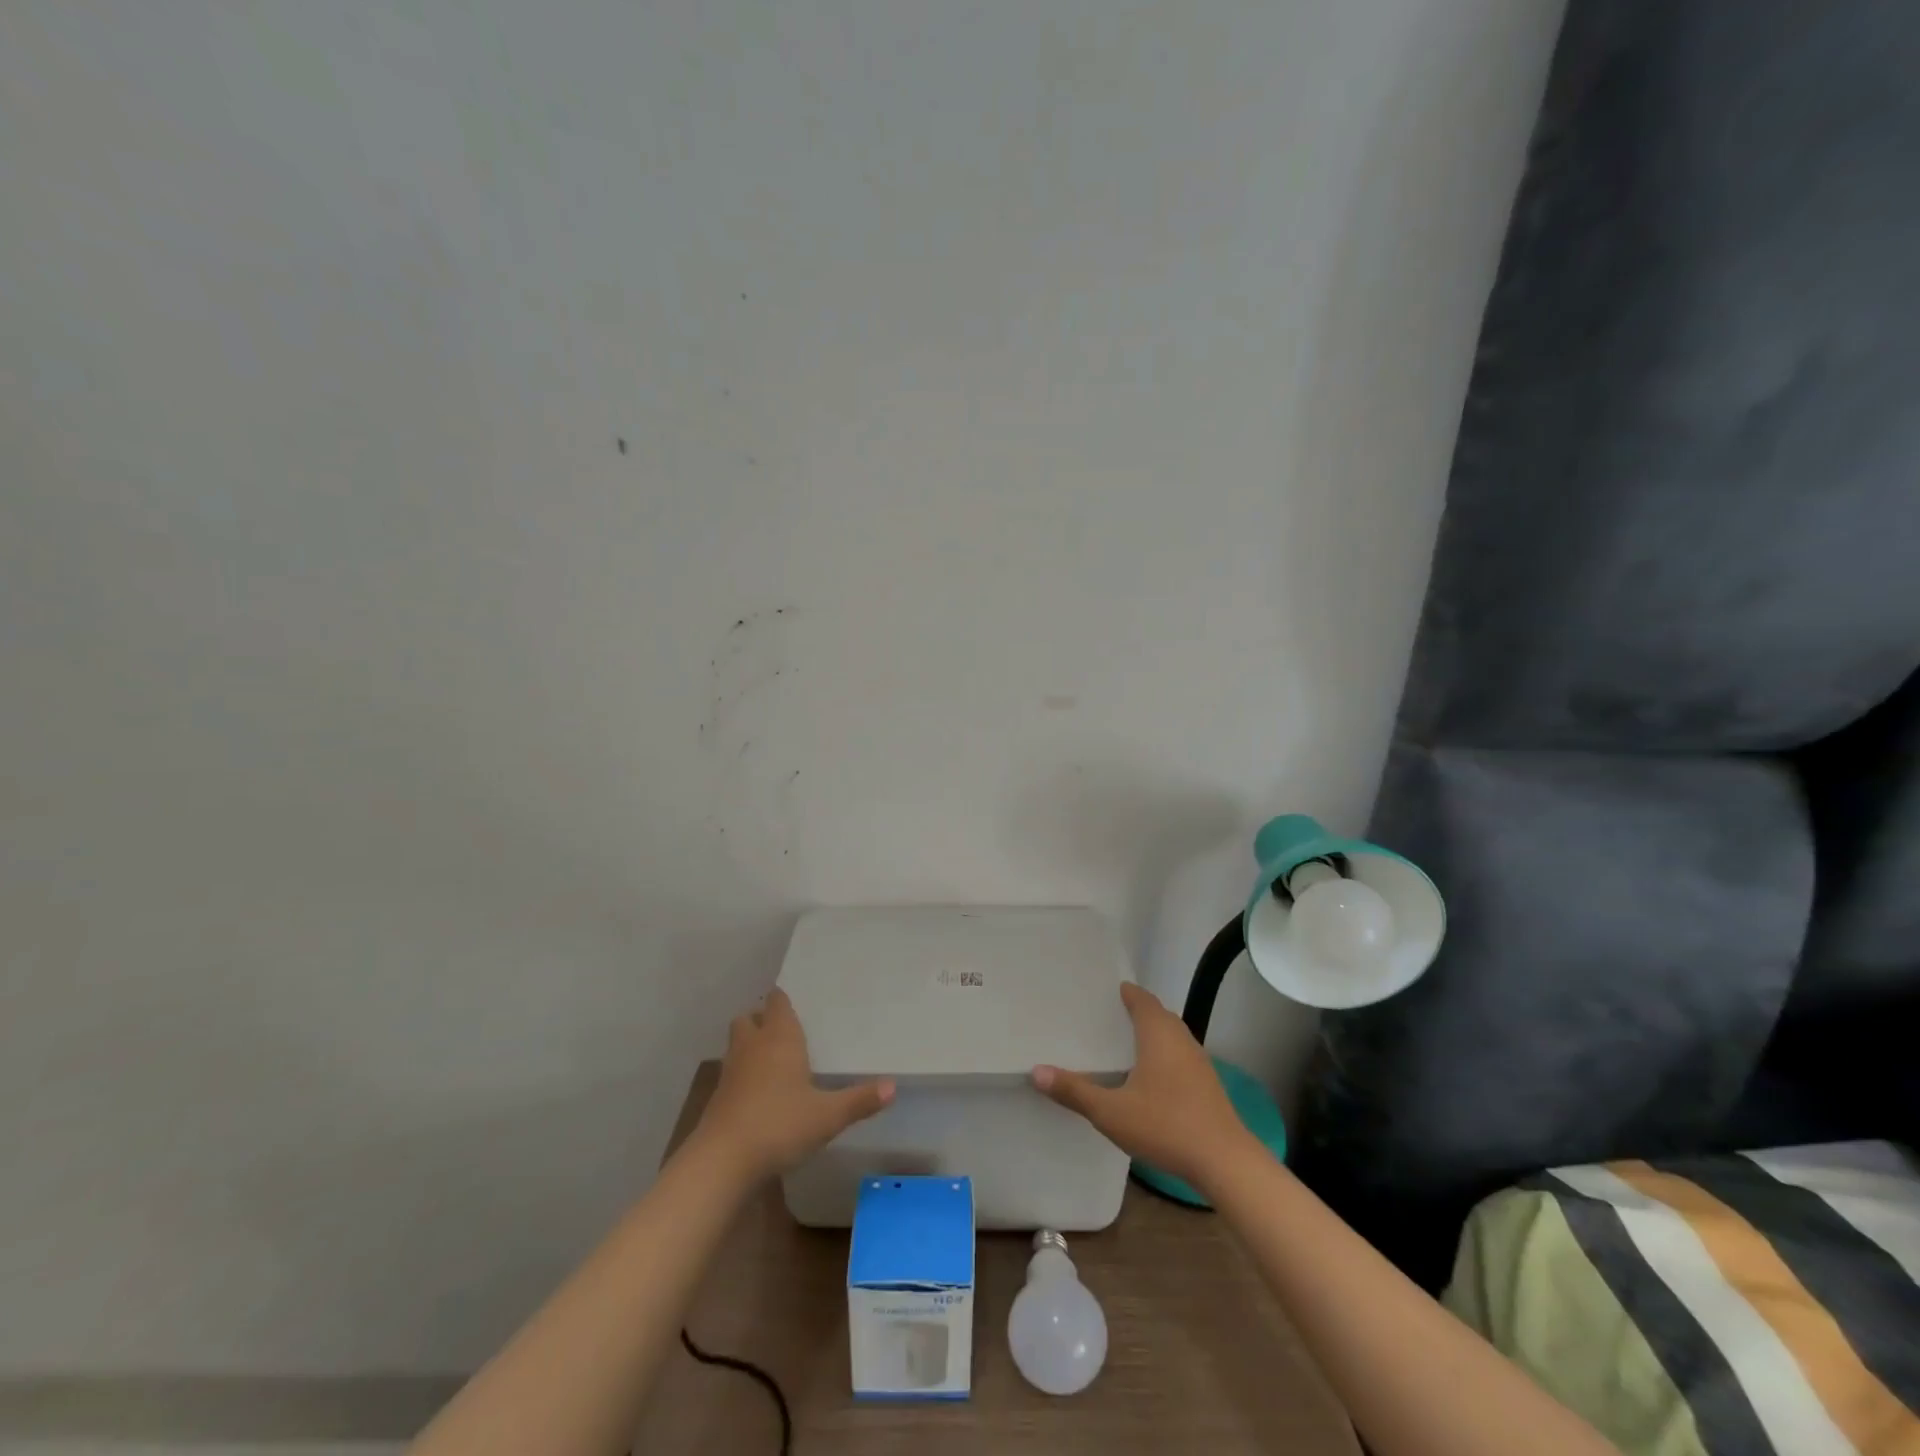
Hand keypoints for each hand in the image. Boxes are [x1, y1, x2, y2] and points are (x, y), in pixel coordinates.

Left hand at [692, 989, 894, 1180]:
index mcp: (780, 1038)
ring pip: (738, 1044)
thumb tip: (894, 1087)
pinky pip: (732, 1073)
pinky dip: (744, 1075)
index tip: (798, 1000)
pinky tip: (760, 1094)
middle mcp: (753, 1046)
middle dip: (763, 1019)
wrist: (722, 1161)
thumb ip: (859, 1100)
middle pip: (750, 1018)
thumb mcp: (828, 1116)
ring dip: (750, 1045)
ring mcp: (731, 1071)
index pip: (778, 1002)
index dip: (784, 999)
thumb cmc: (780, 1124)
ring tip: (774, 1059)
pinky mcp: (718, 1098)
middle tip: (785, 1030)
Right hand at [1032, 982, 1256, 1190]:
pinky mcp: (1209, 1085)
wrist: (1225, 1162)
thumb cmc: (1166, 1126)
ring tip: (1127, 1043)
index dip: (1127, 992)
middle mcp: (1181, 1040)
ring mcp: (1199, 1063)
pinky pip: (1181, 1056)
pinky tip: (1152, 1077)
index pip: (1142, 999)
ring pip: (1173, 1036)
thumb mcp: (1111, 1112)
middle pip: (1159, 1015)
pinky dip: (1165, 1054)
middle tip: (1110, 1015)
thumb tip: (1036, 1071)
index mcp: (1158, 1034)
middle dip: (1138, 1011)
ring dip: (1153, 1033)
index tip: (1108, 990)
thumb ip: (1074, 1091)